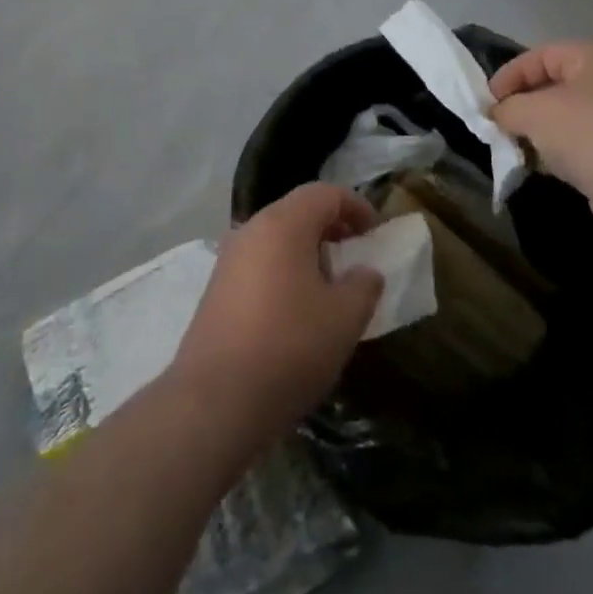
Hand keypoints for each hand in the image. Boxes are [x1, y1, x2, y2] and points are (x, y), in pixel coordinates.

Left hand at [171, 184, 383, 446]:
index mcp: (283, 223)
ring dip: (306, 251)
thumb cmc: (289, 347)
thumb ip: (363, 286)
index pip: (324, 193)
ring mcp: (229, 258)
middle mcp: (251, 229)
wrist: (216, 400)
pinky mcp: (216, 289)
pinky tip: (296, 309)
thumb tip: (365, 272)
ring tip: (329, 286)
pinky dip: (284, 270)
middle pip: (297, 211)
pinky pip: (259, 263)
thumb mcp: (344, 318)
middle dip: (331, 227)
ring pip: (276, 237)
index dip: (355, 206)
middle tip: (355, 254)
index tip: (376, 232)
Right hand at [489, 41, 592, 253]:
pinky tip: (539, 167)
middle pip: (554, 86)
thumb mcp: (536, 113)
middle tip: (496, 124)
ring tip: (511, 147)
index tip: (485, 101)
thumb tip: (496, 114)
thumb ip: (508, 108)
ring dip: (538, 132)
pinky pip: (580, 147)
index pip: (542, 55)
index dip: (510, 75)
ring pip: (567, 119)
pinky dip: (558, 154)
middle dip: (522, 105)